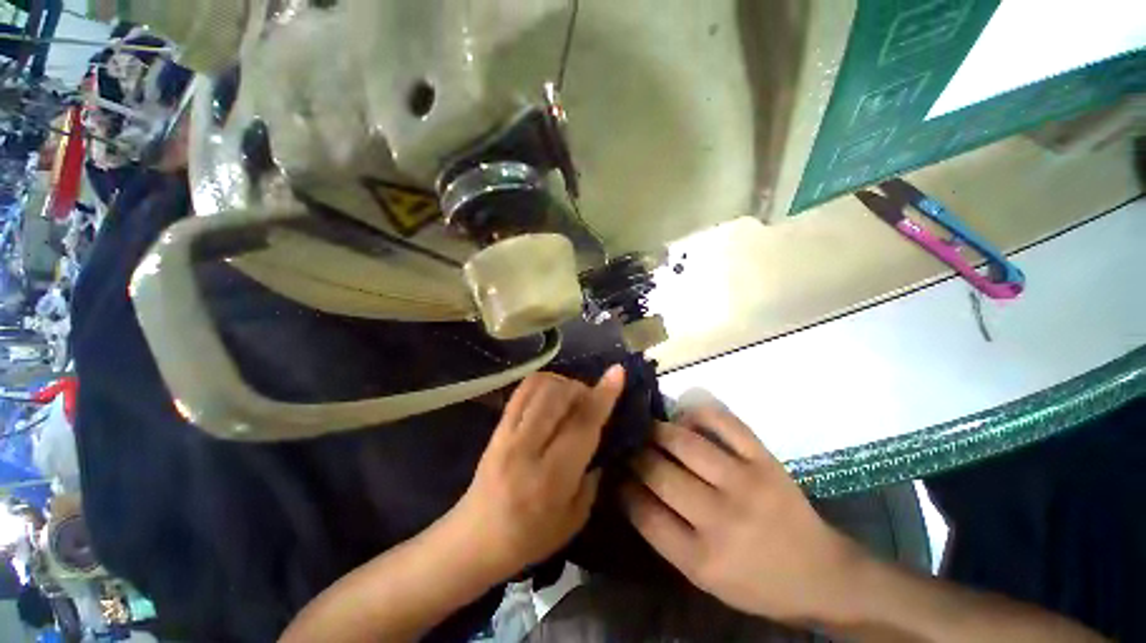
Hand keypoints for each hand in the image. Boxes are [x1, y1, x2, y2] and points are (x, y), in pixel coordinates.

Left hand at [452, 366, 624, 580]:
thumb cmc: (530, 538)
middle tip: (591, 401)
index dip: (603, 397)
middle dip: (582, 389)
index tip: (618, 372)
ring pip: (539, 387)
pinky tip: (552, 395)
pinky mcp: (496, 427)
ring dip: (563, 383)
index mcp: (550, 479)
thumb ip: (592, 473)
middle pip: (558, 397)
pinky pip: (521, 390)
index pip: (581, 425)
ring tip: (571, 398)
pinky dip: (543, 383)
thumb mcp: (574, 518)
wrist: (475, 539)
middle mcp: (525, 449)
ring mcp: (506, 434)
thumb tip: (600, 433)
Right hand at [623, 406, 861, 623]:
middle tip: (624, 443)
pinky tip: (684, 417)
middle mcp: (721, 519)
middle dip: (633, 453)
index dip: (620, 486)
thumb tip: (629, 487)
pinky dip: (697, 413)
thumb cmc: (756, 583)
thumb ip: (664, 534)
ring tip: (647, 427)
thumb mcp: (703, 577)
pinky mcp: (765, 460)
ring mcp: (746, 483)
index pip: (642, 511)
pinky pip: (723, 422)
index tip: (611, 471)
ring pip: (683, 442)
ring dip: (657, 430)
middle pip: (658, 472)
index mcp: (701, 559)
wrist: (821, 574)